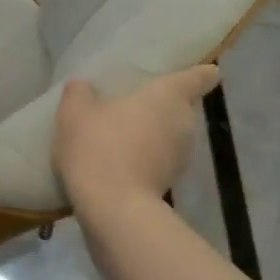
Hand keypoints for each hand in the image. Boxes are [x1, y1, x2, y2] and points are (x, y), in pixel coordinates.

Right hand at [53, 65, 219, 210]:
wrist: (111, 208)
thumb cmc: (98, 146)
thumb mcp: (74, 113)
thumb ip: (79, 93)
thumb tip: (82, 87)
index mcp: (168, 96)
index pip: (198, 78)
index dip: (202, 73)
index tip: (205, 71)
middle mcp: (184, 122)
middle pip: (182, 107)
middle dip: (164, 106)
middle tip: (136, 104)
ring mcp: (181, 157)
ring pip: (172, 136)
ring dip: (155, 134)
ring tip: (124, 135)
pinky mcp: (171, 184)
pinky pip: (161, 160)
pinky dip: (147, 158)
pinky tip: (120, 162)